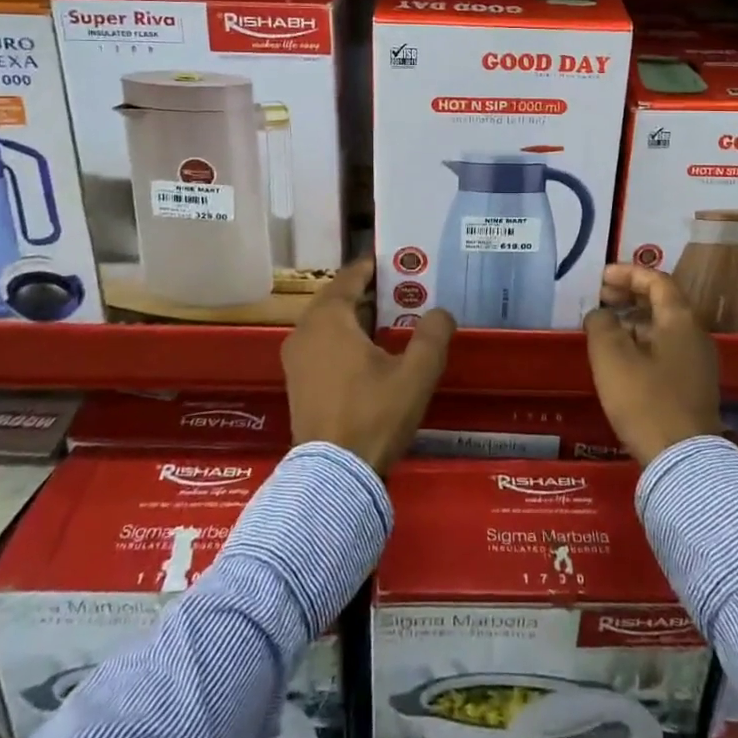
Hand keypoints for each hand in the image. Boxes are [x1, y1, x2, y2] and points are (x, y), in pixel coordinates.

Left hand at [282, 260, 454, 473]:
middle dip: (371, 292)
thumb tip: (441, 312)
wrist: (333, 477)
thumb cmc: (373, 415)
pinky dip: (346, 338)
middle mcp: (305, 330)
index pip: (351, 276)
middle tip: (405, 289)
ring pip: (331, 323)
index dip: (376, 265)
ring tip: (394, 318)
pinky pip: (323, 344)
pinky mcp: (298, 382)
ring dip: (359, 317)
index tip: (401, 260)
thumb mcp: (415, 374)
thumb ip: (432, 335)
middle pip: (340, 298)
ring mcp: (296, 358)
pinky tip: (373, 352)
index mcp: (328, 318)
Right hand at [583, 264, 721, 465]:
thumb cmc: (645, 399)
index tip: (601, 277)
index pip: (657, 280)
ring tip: (606, 329)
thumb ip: (601, 325)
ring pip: (664, 328)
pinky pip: (667, 349)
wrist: (683, 460)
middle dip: (630, 296)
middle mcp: (696, 334)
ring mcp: (699, 362)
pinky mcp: (694, 386)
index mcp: (680, 319)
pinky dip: (644, 342)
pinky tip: (622, 359)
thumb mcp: (611, 357)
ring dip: (635, 321)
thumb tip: (601, 315)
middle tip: (601, 299)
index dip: (628, 273)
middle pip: (663, 302)